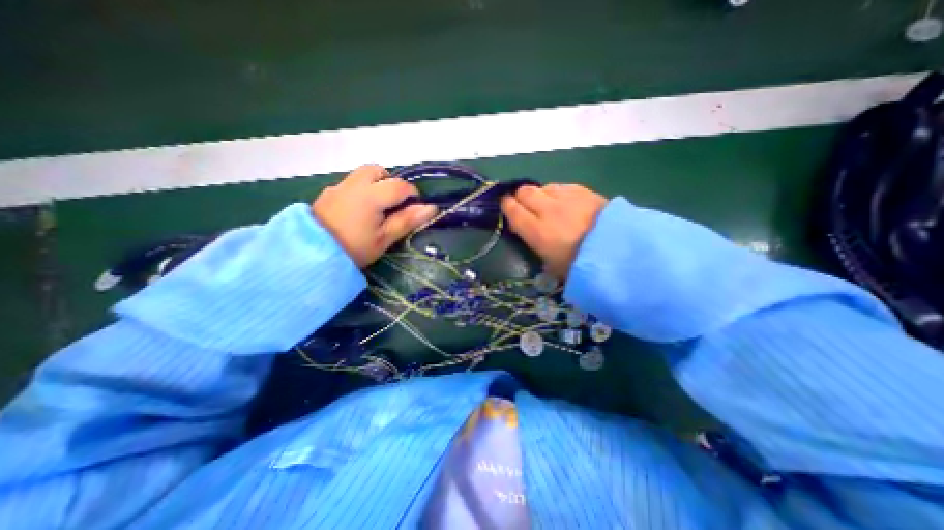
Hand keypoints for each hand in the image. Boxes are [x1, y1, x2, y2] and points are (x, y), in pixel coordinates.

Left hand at [313, 164, 438, 266]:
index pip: (399, 185)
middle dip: (390, 182)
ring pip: (361, 175)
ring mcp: (337, 187)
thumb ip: (407, 220)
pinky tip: (357, 212)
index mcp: (370, 195)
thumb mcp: (384, 238)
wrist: (310, 256)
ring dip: (374, 185)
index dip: (412, 195)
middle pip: (377, 171)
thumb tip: (432, 208)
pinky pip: (349, 184)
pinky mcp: (327, 194)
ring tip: (376, 209)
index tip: (414, 209)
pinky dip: (360, 191)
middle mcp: (353, 184)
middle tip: (393, 204)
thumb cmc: (354, 249)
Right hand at [501, 185, 604, 279]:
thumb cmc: (580, 266)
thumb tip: (526, 231)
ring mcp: (566, 198)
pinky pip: (562, 186)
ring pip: (543, 187)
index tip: (507, 207)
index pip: (512, 209)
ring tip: (547, 204)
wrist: (618, 253)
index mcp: (537, 231)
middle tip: (525, 205)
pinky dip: (558, 192)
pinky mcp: (584, 191)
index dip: (507, 205)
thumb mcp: (550, 265)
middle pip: (525, 192)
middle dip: (521, 197)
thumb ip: (534, 244)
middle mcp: (548, 210)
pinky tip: (564, 202)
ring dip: (541, 194)